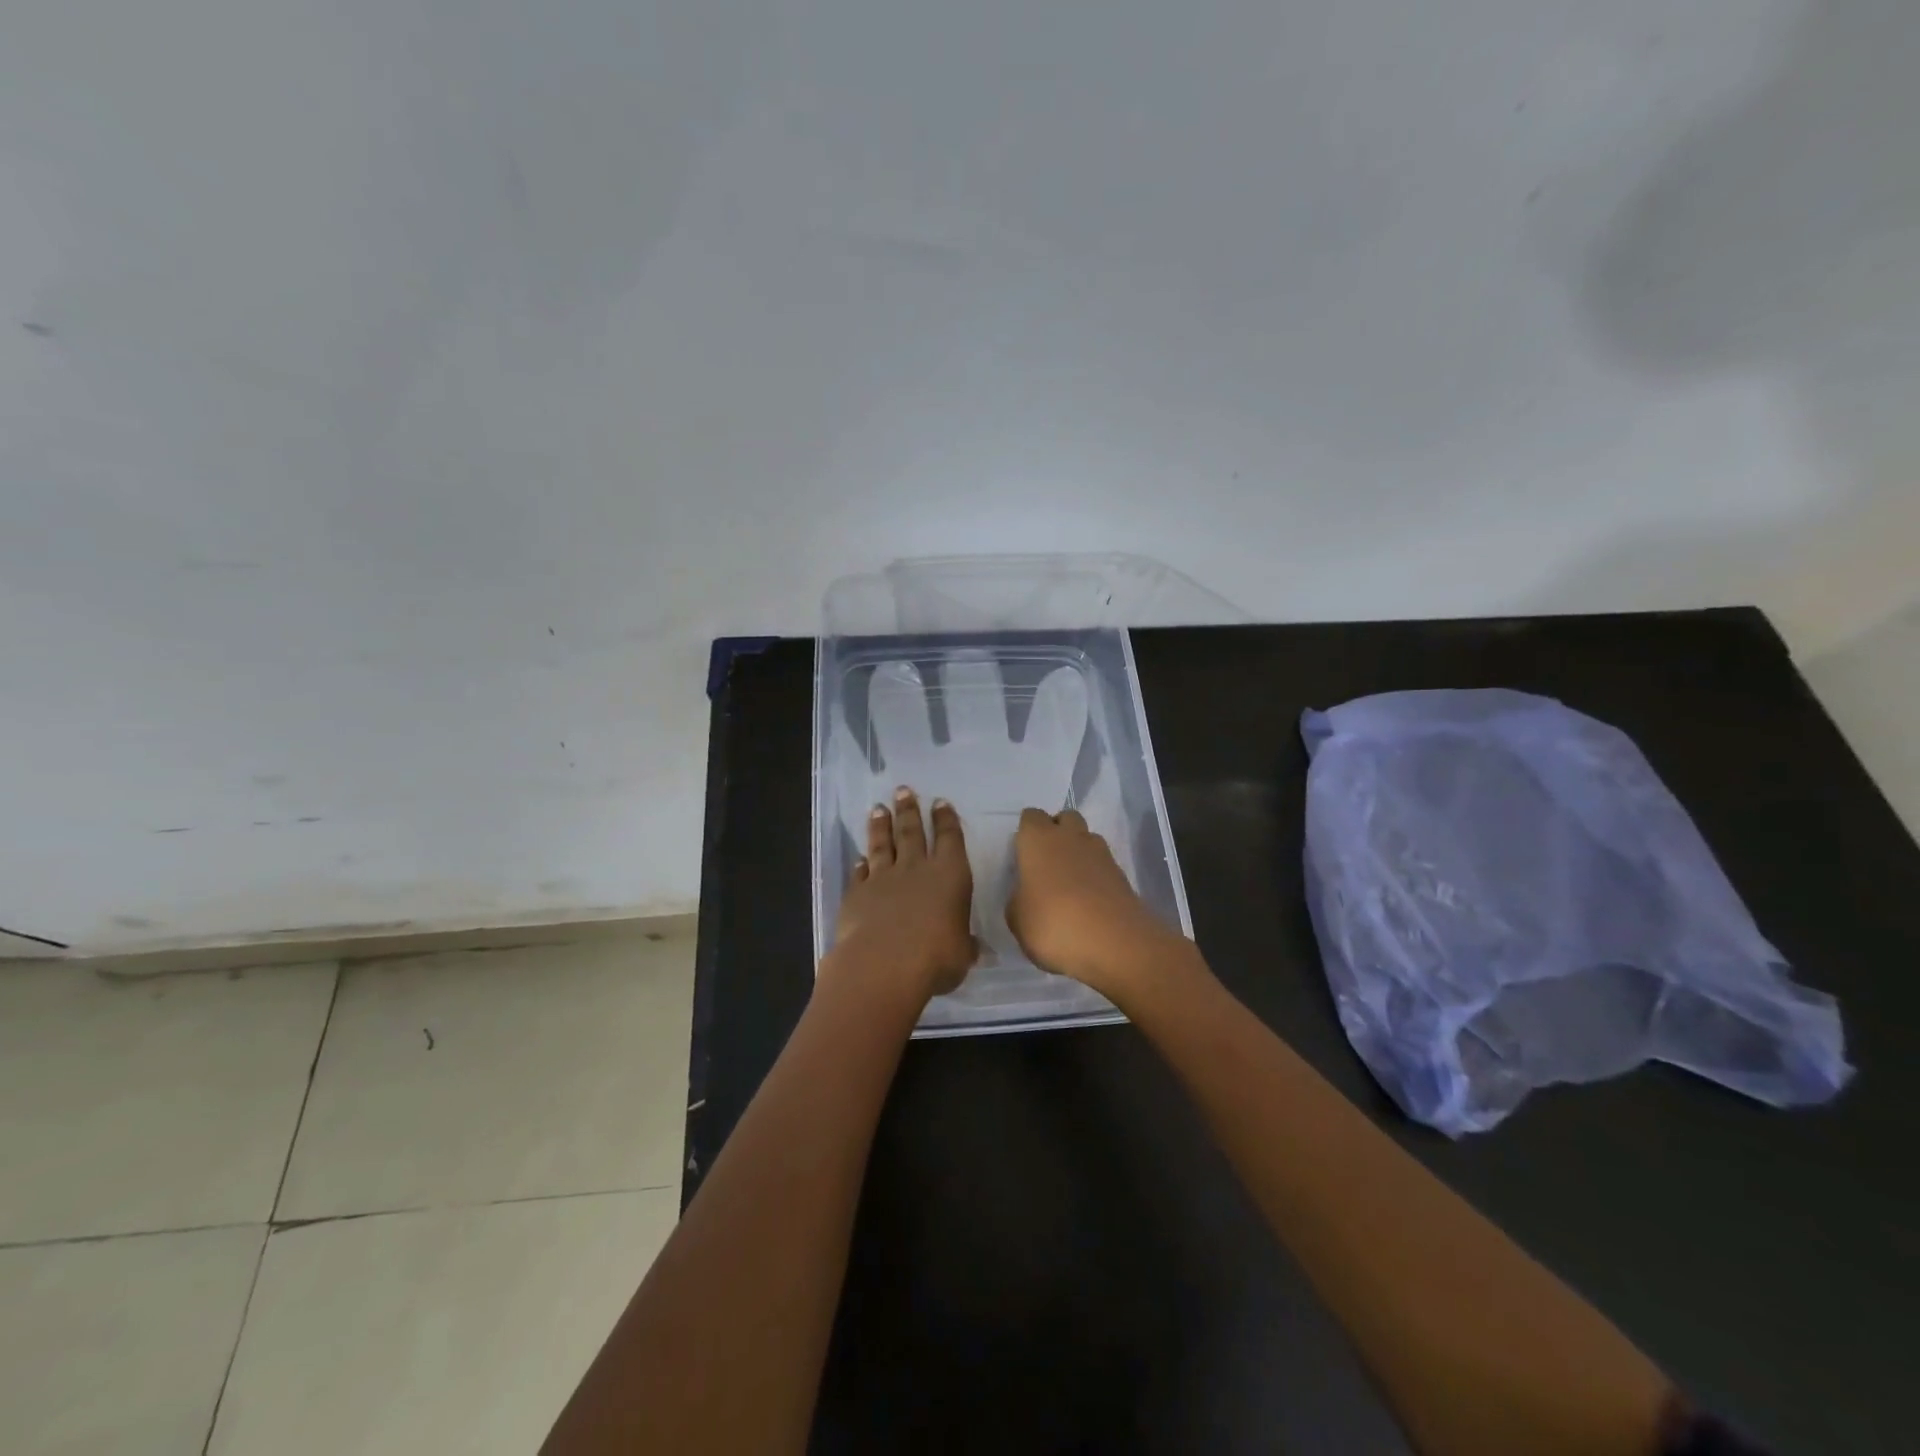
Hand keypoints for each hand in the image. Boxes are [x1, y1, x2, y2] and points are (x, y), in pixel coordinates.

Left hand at [832, 787, 975, 999]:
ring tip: (878, 808)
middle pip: (912, 832)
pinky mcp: (857, 894)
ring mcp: (883, 879)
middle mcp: (916, 869)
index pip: (949, 839)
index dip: (945, 819)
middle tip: (902, 790)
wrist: (883, 965)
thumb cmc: (936, 958)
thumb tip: (975, 948)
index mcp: (950, 875)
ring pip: (882, 845)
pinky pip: (860, 873)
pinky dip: (860, 864)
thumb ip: (965, 945)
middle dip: (909, 810)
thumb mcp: (962, 954)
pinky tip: (859, 858)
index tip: (939, 802)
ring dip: (881, 826)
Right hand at [1006, 807, 1185, 997]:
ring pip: (1087, 838)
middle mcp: (1071, 837)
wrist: (1115, 945)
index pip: (1031, 817)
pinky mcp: (1122, 875)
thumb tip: (1027, 894)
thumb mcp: (1017, 920)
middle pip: (1064, 818)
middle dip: (1056, 833)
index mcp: (1039, 839)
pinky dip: (1095, 875)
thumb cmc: (1053, 925)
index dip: (1025, 833)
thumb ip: (1018, 899)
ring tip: (1068, 884)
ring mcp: (1101, 854)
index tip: (1021, 856)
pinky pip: (1103, 864)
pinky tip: (1088, 902)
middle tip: (1045, 864)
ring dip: (1078, 852)